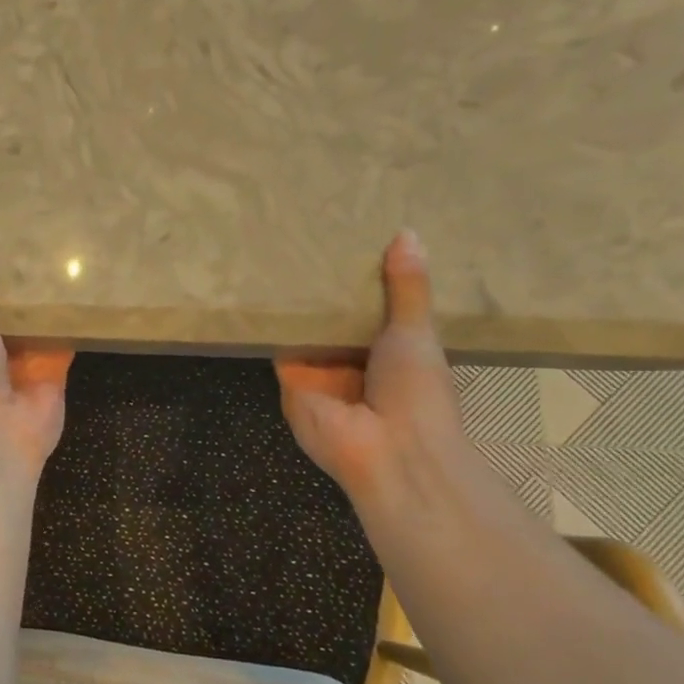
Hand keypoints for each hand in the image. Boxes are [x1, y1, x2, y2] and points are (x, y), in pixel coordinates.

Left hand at [0, 228, 73, 477]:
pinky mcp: (55, 372)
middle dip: (18, 284)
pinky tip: (86, 288)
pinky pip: (66, 340)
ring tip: (62, 253)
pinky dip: (74, 320)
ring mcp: (25, 363)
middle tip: (35, 236)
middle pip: (8, 310)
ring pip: (38, 323)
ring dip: (47, 299)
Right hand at [276, 230, 467, 513]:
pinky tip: (265, 281)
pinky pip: (280, 343)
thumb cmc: (417, 392)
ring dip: (298, 302)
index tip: (352, 241)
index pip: (371, 311)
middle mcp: (352, 362)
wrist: (388, 450)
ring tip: (284, 248)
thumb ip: (408, 289)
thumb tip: (408, 233)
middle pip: (334, 320)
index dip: (364, 281)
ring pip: (305, 330)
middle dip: (326, 289)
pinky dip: (275, 319)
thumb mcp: (417, 332)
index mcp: (391, 353)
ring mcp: (319, 373)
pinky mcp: (289, 379)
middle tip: (310, 235)